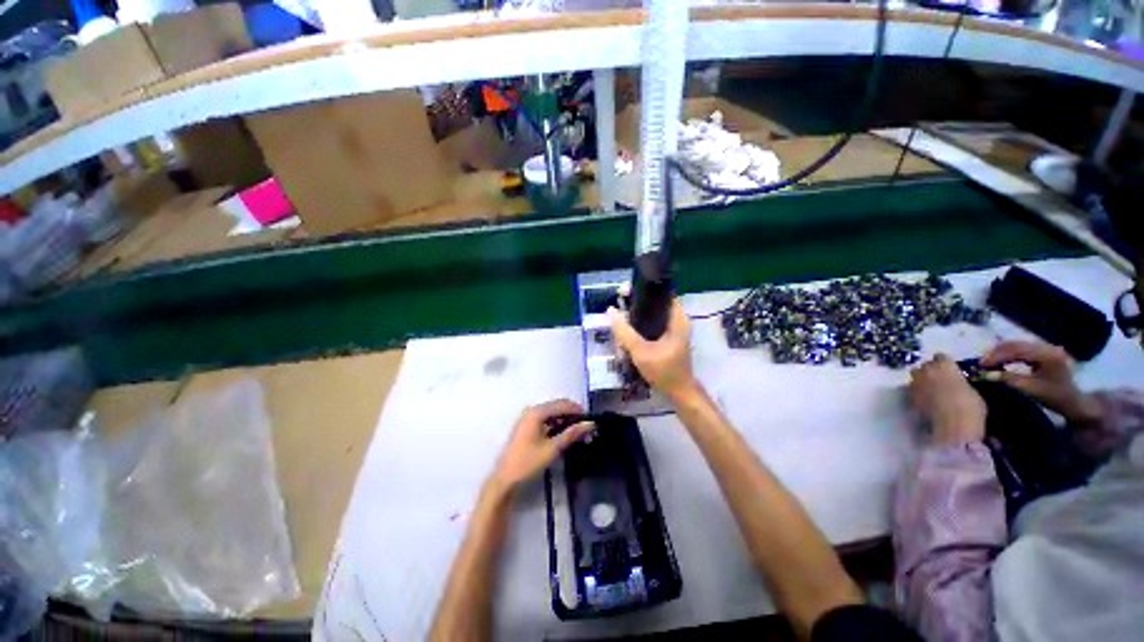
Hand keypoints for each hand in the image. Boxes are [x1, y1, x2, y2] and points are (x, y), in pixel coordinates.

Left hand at [490, 400, 594, 490]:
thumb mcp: (552, 449)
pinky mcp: (526, 426)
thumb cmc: (528, 463)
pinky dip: (556, 424)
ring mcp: (527, 418)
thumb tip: (590, 424)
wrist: (505, 479)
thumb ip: (571, 434)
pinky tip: (564, 434)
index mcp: (537, 412)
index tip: (591, 420)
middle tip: (586, 427)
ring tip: (578, 432)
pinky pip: (545, 419)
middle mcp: (532, 410)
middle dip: (572, 415)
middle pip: (557, 406)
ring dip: (565, 420)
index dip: (578, 410)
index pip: (562, 404)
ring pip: (552, 413)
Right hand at [608, 300, 697, 399]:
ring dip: (637, 316)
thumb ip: (624, 331)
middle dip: (636, 304)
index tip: (627, 291)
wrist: (678, 392)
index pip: (663, 293)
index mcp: (677, 318)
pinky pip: (652, 326)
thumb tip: (610, 311)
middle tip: (618, 305)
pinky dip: (640, 326)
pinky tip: (627, 332)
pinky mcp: (668, 339)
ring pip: (653, 316)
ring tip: (620, 317)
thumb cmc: (664, 370)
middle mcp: (677, 321)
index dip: (645, 289)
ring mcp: (673, 330)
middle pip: (655, 304)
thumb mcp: (641, 351)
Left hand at [909, 354, 986, 443]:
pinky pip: (912, 391)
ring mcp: (914, 383)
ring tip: (931, 392)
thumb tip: (955, 383)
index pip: (940, 357)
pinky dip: (917, 394)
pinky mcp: (907, 396)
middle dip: (930, 372)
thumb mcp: (972, 390)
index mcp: (944, 365)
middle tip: (939, 381)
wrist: (953, 426)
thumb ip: (959, 382)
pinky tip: (926, 402)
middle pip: (924, 366)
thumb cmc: (970, 407)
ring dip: (921, 382)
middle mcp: (925, 370)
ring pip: (915, 378)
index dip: (944, 364)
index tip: (949, 370)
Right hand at [981, 341, 1101, 423]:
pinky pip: (1021, 349)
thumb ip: (1009, 379)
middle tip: (981, 363)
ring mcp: (1045, 348)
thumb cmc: (1053, 396)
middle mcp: (1046, 346)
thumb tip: (986, 374)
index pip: (1016, 351)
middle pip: (1016, 345)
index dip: (997, 356)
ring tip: (988, 362)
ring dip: (1000, 352)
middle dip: (996, 353)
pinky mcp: (1042, 351)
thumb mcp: (1030, 389)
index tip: (980, 365)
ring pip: (1017, 345)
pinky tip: (1000, 361)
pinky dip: (1008, 354)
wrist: (1073, 401)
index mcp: (1047, 354)